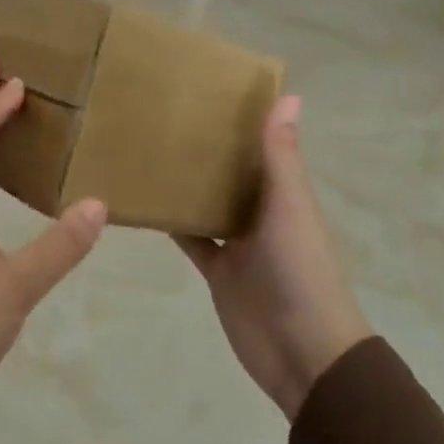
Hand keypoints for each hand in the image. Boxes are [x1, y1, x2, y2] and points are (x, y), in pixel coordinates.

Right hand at [176, 96, 371, 420]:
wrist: (302, 353)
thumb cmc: (301, 272)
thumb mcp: (290, 208)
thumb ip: (281, 158)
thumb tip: (289, 96)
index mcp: (285, 195)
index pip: (263, 148)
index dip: (243, 121)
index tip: (209, 89)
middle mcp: (262, 213)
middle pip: (232, 174)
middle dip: (207, 149)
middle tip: (164, 115)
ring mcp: (238, 243)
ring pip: (208, 203)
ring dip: (186, 182)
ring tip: (147, 148)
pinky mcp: (217, 270)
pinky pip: (190, 238)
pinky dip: (172, 221)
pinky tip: (142, 200)